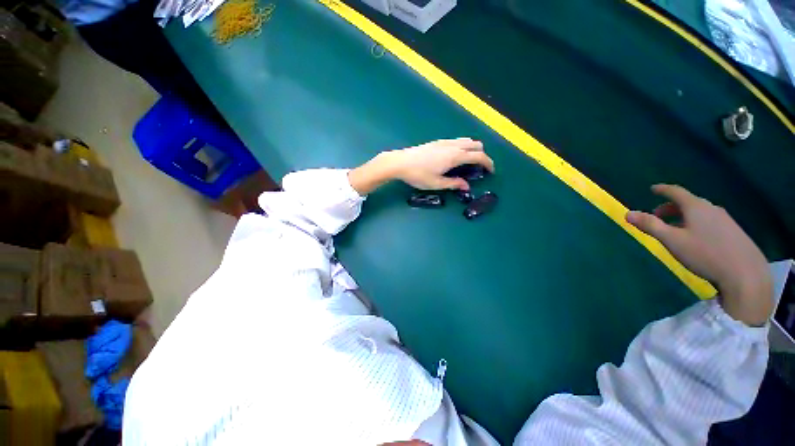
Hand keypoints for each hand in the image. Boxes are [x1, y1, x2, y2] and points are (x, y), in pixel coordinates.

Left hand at [386, 138, 493, 189]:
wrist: (400, 162)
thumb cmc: (418, 175)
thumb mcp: (436, 183)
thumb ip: (453, 184)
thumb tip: (466, 186)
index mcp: (455, 156)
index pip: (478, 156)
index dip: (488, 163)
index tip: (491, 171)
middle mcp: (452, 146)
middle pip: (475, 144)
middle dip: (482, 155)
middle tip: (479, 168)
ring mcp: (444, 142)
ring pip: (466, 140)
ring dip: (472, 149)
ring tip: (467, 163)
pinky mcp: (437, 141)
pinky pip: (456, 141)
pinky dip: (462, 147)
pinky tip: (454, 158)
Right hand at [626, 184, 772, 325]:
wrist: (745, 273)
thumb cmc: (704, 253)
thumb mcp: (672, 240)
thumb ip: (650, 225)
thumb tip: (627, 213)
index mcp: (696, 207)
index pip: (676, 191)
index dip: (663, 189)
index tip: (653, 189)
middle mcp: (712, 209)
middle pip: (688, 202)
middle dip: (670, 207)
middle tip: (658, 216)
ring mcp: (726, 220)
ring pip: (700, 212)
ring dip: (684, 216)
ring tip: (675, 229)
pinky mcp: (734, 232)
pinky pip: (710, 221)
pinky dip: (697, 223)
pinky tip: (696, 238)